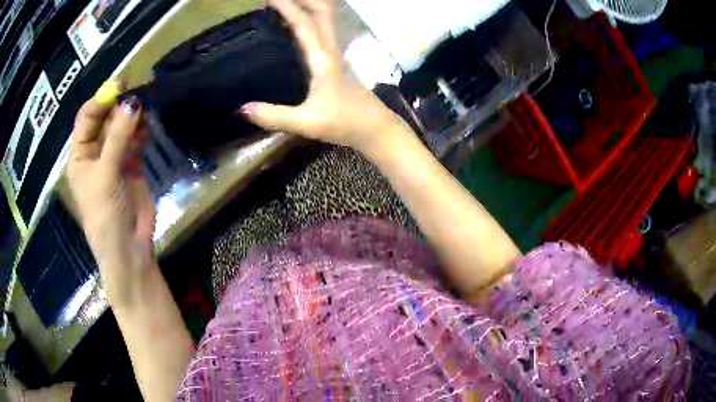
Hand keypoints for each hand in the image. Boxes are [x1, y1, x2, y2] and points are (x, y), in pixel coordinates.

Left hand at [67, 79, 154, 304]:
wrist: (128, 248)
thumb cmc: (106, 214)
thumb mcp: (106, 175)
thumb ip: (118, 138)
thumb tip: (133, 102)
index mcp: (80, 155)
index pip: (87, 118)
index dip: (101, 99)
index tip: (120, 84)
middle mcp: (95, 153)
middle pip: (106, 119)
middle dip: (119, 106)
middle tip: (137, 94)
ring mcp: (114, 158)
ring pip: (122, 128)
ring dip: (132, 118)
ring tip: (144, 115)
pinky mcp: (131, 165)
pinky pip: (135, 140)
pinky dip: (141, 132)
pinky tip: (147, 131)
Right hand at [240, 0, 407, 153]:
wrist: (376, 128)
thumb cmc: (345, 123)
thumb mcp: (307, 123)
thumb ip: (274, 116)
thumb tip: (241, 109)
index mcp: (323, 59)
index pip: (305, 24)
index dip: (288, 7)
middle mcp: (331, 50)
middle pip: (322, 12)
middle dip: (304, 0)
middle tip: (278, 0)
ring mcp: (337, 54)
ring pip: (325, 19)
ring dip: (308, 7)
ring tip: (286, 6)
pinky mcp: (337, 61)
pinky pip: (323, 31)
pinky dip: (310, 20)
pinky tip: (296, 28)